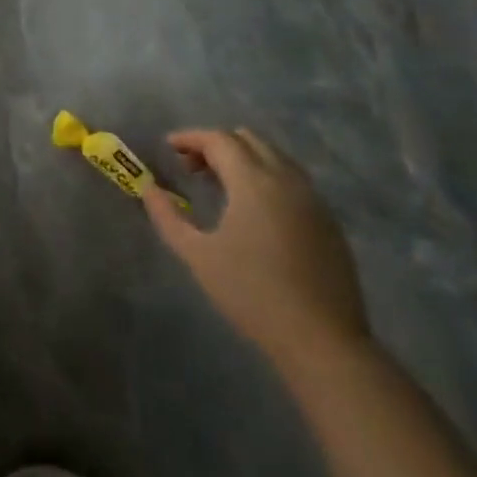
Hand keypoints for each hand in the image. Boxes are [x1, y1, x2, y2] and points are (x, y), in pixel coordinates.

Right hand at [142, 128, 369, 367]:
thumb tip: (148, 189)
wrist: (321, 339)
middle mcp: (287, 180)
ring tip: (218, 184)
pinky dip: (266, 177)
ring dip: (243, 159)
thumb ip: (167, 217)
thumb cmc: (251, 293)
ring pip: (275, 157)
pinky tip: (252, 209)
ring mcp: (313, 200)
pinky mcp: (327, 221)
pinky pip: (292, 180)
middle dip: (216, 144)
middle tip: (190, 166)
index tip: (168, 147)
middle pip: (249, 140)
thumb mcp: (197, 255)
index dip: (190, 138)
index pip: (219, 140)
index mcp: (254, 182)